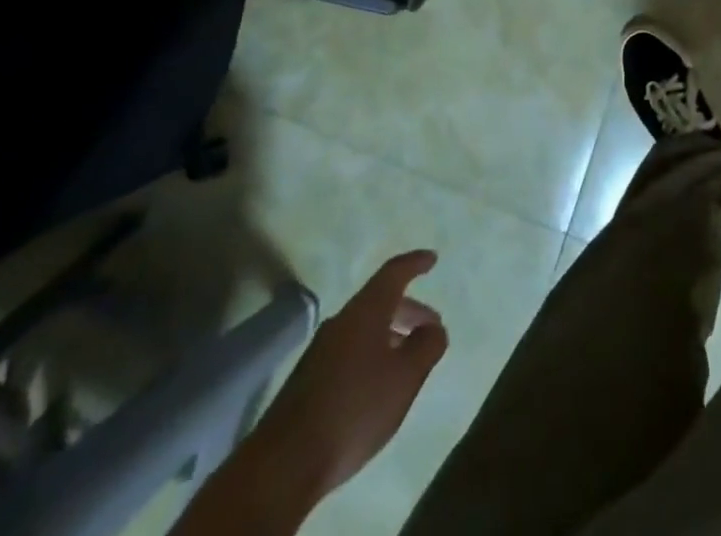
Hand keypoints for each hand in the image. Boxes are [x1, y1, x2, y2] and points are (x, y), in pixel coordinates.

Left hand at [249, 250, 448, 500]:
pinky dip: (372, 353)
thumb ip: (426, 347)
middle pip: (379, 301)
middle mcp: (341, 321)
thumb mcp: (404, 378)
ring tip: (408, 359)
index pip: (393, 273)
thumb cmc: (355, 408)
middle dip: (409, 309)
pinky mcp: (309, 378)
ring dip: (390, 334)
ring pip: (364, 328)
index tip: (432, 259)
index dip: (414, 263)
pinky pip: (350, 350)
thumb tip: (434, 328)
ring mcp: (321, 349)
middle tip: (431, 327)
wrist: (286, 461)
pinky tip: (378, 384)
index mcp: (365, 311)